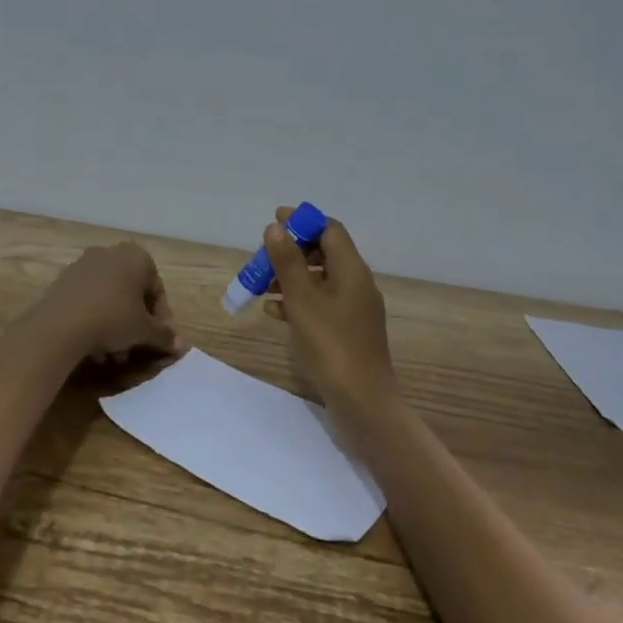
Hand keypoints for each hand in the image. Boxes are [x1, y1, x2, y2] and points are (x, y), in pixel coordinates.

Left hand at [31, 242, 180, 365]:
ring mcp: (84, 265)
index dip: (162, 319)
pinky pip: (89, 300)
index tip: (160, 341)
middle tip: (137, 348)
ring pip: (110, 299)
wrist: (61, 325)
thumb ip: (164, 335)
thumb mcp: (144, 330)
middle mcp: (110, 253)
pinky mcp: (64, 280)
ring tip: (115, 355)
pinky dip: (96, 321)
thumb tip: (180, 346)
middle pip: (132, 293)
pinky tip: (95, 348)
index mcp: (136, 256)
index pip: (157, 289)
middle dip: (136, 324)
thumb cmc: (113, 319)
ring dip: (116, 326)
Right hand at [262, 206, 397, 413]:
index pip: (330, 230)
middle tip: (261, 259)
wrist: (362, 401)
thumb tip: (276, 227)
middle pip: (323, 254)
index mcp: (352, 270)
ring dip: (290, 278)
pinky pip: (320, 305)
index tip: (273, 221)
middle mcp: (356, 284)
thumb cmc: (331, 345)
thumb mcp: (302, 300)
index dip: (303, 222)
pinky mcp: (346, 332)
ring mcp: (353, 310)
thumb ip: (287, 261)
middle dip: (291, 252)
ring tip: (260, 286)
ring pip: (318, 281)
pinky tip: (273, 312)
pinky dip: (297, 302)